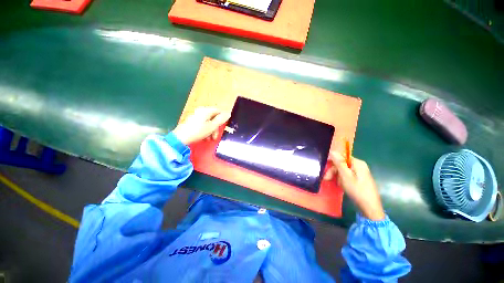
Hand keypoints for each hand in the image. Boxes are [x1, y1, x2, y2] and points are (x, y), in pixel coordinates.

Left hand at [172, 107, 230, 144]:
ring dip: (211, 130)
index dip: (222, 118)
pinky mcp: (192, 122)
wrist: (181, 138)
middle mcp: (201, 111)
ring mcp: (196, 116)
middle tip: (215, 137)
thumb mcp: (212, 126)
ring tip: (209, 139)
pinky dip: (205, 130)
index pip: (218, 110)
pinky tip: (204, 137)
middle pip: (213, 117)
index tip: (223, 126)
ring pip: (208, 122)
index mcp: (206, 111)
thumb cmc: (198, 131)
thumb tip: (228, 113)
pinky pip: (203, 124)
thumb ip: (220, 120)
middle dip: (216, 127)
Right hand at [325, 152, 385, 220]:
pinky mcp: (360, 179)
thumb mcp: (345, 176)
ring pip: (344, 171)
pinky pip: (348, 176)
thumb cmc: (357, 190)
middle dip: (334, 171)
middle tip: (326, 179)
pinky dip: (342, 180)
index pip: (341, 157)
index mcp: (358, 163)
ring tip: (336, 184)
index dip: (332, 163)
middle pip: (342, 164)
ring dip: (337, 176)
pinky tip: (341, 185)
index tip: (325, 169)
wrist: (370, 207)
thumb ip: (339, 163)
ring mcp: (360, 173)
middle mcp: (360, 166)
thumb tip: (332, 151)